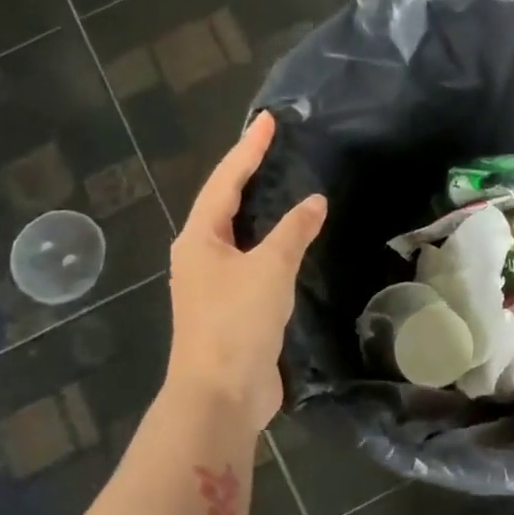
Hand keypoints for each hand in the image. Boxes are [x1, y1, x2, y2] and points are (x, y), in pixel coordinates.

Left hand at [165, 112, 326, 431]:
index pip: (225, 181)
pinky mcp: (232, 309)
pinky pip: (252, 263)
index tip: (268, 121)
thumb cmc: (237, 322)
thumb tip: (315, 201)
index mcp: (199, 239)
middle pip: (224, 204)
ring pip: (238, 235)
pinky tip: (290, 244)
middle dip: (248, 174)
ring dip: (259, 210)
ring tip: (283, 186)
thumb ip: (293, 231)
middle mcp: (200, 256)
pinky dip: (270, 245)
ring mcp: (213, 285)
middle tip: (274, 147)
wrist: (221, 393)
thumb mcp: (270, 269)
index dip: (248, 149)